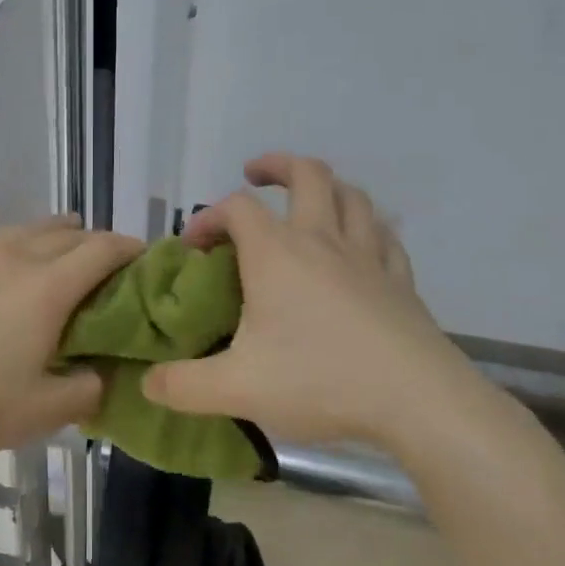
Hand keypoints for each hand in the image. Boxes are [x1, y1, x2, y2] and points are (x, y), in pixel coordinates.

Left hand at [0, 191, 143, 463]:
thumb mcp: (43, 413)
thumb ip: (88, 391)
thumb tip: (105, 374)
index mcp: (48, 289)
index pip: (102, 251)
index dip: (129, 248)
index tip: (143, 255)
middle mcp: (15, 257)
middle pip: (66, 235)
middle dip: (93, 241)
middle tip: (104, 260)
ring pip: (23, 227)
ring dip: (52, 227)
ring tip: (67, 228)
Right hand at [142, 154, 486, 448]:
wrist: (415, 399)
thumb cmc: (319, 381)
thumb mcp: (236, 389)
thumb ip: (183, 386)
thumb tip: (148, 383)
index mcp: (276, 254)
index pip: (235, 209)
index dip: (208, 217)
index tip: (193, 247)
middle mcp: (322, 240)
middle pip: (306, 174)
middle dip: (276, 166)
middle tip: (255, 176)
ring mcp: (367, 255)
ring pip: (351, 196)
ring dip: (326, 187)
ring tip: (308, 201)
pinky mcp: (400, 278)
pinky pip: (383, 235)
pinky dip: (365, 227)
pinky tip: (360, 244)